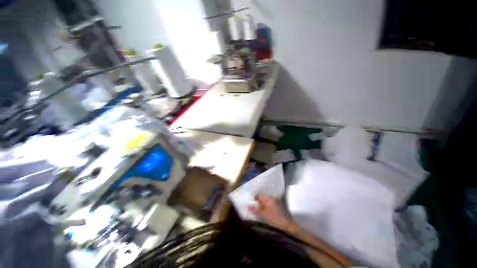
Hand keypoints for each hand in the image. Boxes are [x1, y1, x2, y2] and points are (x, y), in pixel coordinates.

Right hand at [248, 194, 292, 230]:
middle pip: (263, 200)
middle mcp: (274, 199)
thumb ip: (256, 209)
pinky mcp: (279, 211)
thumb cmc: (275, 219)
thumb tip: (248, 205)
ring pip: (267, 205)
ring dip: (262, 208)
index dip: (254, 200)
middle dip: (258, 204)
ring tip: (257, 213)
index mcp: (271, 198)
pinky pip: (270, 208)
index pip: (260, 196)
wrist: (289, 228)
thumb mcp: (264, 214)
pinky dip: (266, 211)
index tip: (250, 204)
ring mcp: (277, 205)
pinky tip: (264, 216)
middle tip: (252, 209)